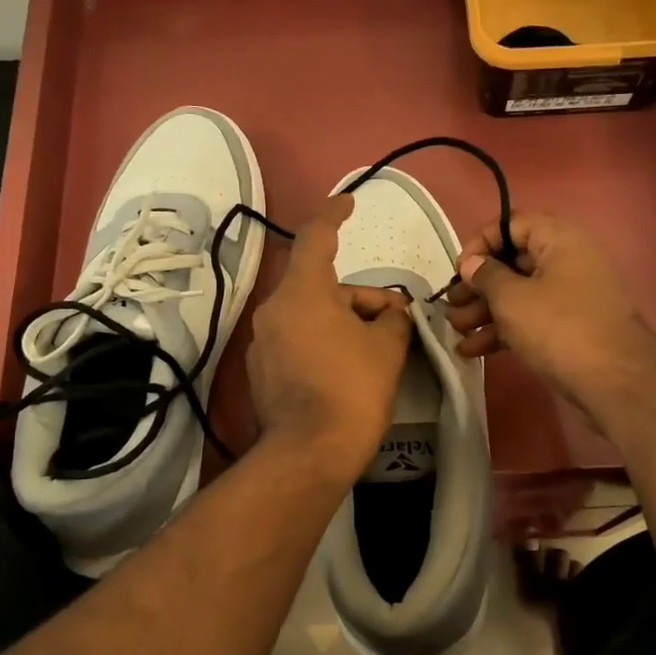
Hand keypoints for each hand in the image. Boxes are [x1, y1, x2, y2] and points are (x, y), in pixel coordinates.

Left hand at [247, 195, 412, 481]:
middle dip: (360, 299)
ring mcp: (262, 343)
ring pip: (309, 316)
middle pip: (320, 286)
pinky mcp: (261, 372)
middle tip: (394, 321)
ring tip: (375, 352)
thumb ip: (393, 318)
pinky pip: (297, 342)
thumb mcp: (387, 347)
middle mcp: (274, 310)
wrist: (310, 452)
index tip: (348, 202)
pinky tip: (345, 373)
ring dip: (342, 322)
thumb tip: (390, 312)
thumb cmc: (353, 389)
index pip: (315, 238)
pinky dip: (322, 344)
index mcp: (302, 292)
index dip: (334, 215)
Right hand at [444, 211, 655, 427]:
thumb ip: (486, 276)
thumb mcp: (512, 299)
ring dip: (485, 312)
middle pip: (513, 262)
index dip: (482, 243)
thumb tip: (472, 264)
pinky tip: (472, 351)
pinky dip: (503, 330)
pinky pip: (530, 319)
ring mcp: (571, 297)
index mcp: (560, 240)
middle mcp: (568, 262)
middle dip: (478, 286)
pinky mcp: (570, 328)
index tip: (460, 270)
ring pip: (519, 294)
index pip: (513, 224)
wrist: (614, 382)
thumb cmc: (558, 328)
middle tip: (452, 305)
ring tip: (456, 332)